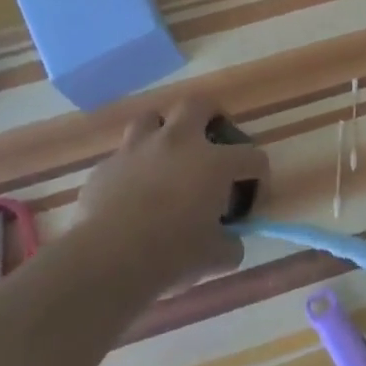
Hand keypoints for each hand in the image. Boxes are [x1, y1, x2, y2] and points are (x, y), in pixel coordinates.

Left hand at [74, 98, 268, 290]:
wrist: (108, 260)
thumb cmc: (171, 254)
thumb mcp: (216, 257)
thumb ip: (230, 243)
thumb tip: (230, 240)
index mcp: (214, 163)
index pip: (252, 157)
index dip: (259, 175)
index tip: (251, 196)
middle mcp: (178, 143)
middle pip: (198, 105)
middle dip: (210, 116)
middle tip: (212, 138)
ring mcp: (138, 150)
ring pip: (152, 119)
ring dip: (163, 131)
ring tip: (166, 155)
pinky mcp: (106, 166)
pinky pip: (124, 155)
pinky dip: (133, 166)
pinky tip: (133, 190)